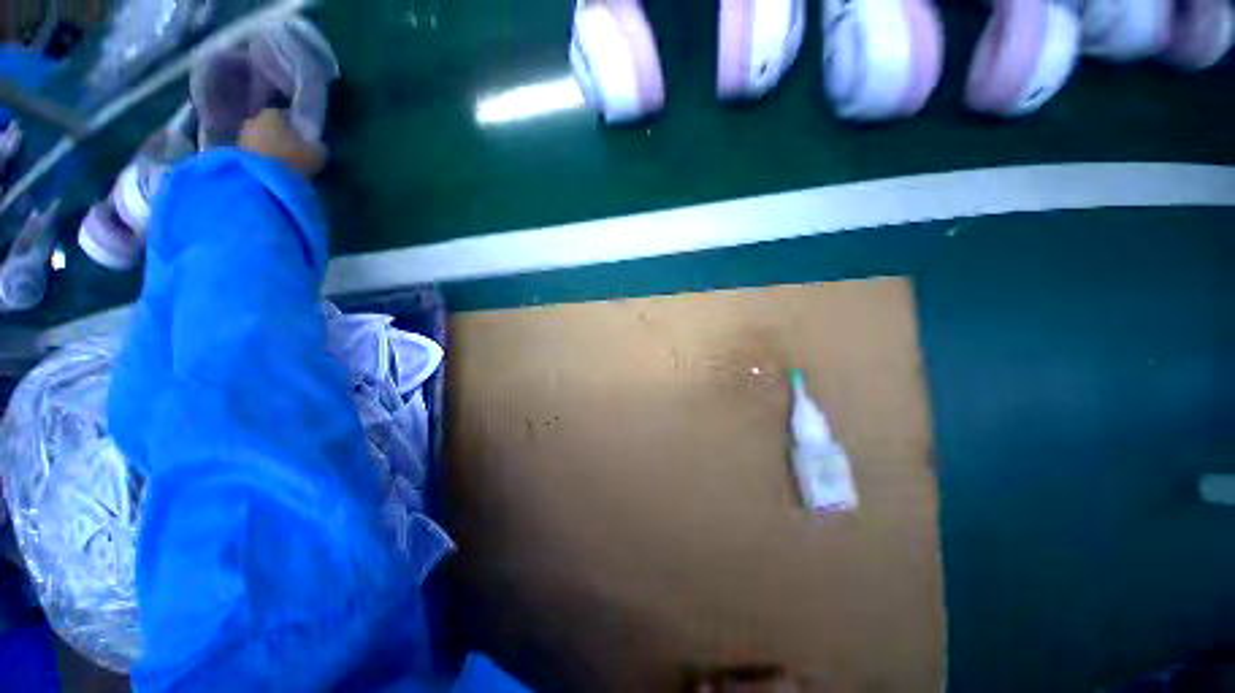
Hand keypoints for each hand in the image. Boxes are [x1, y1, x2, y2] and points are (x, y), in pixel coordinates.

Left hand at [239, 109, 327, 177]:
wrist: (263, 182)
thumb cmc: (293, 160)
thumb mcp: (318, 153)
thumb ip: (318, 145)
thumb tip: (317, 145)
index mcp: (273, 114)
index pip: (288, 115)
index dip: (299, 128)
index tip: (307, 140)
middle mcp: (254, 119)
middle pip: (272, 127)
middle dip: (282, 137)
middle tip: (295, 153)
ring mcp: (241, 137)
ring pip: (261, 140)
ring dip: (270, 149)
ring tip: (284, 165)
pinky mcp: (236, 155)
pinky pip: (254, 154)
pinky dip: (263, 160)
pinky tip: (274, 171)